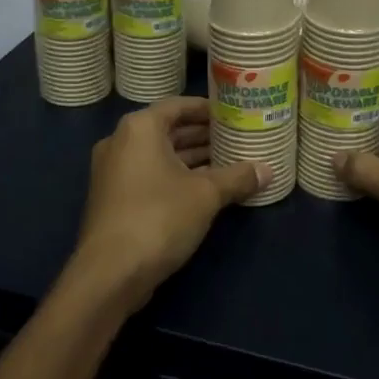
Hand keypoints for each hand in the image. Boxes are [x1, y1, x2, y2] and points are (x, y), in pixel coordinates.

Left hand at [67, 96, 266, 312]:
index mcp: (139, 128)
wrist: (110, 273)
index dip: (207, 108)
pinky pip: (150, 176)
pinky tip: (205, 190)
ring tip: (229, 162)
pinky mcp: (114, 199)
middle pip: (168, 130)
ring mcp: (113, 172)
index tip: (233, 114)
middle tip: (236, 138)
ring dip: (192, 159)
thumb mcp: (206, 195)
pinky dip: (176, 177)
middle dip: (202, 136)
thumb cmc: (159, 217)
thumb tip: (268, 171)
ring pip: (159, 156)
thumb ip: (237, 178)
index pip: (178, 105)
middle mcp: (121, 142)